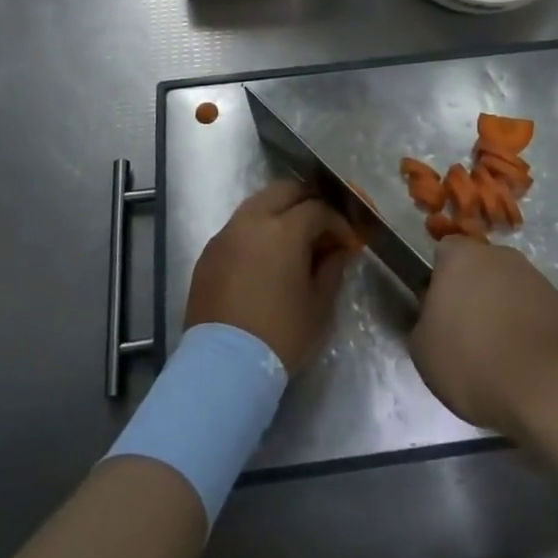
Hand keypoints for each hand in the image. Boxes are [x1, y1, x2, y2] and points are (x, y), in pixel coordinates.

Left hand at [185, 180, 354, 373]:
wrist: (224, 366)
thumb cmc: (280, 335)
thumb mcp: (319, 305)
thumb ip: (332, 268)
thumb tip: (338, 250)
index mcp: (283, 229)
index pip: (317, 208)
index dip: (337, 222)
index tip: (348, 242)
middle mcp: (252, 220)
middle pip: (285, 190)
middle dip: (308, 201)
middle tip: (322, 225)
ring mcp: (226, 233)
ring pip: (258, 203)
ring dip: (280, 211)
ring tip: (294, 238)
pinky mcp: (209, 252)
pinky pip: (238, 226)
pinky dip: (257, 230)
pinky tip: (265, 255)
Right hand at [410, 238, 557, 437]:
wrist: (549, 387)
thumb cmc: (474, 362)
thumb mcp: (423, 351)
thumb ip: (424, 323)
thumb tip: (435, 318)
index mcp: (461, 256)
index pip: (445, 253)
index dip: (440, 282)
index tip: (440, 315)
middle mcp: (500, 256)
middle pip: (480, 269)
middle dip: (475, 295)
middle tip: (469, 337)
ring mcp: (536, 278)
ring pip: (510, 290)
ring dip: (504, 313)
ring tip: (501, 359)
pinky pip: (536, 313)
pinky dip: (530, 332)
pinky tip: (528, 366)